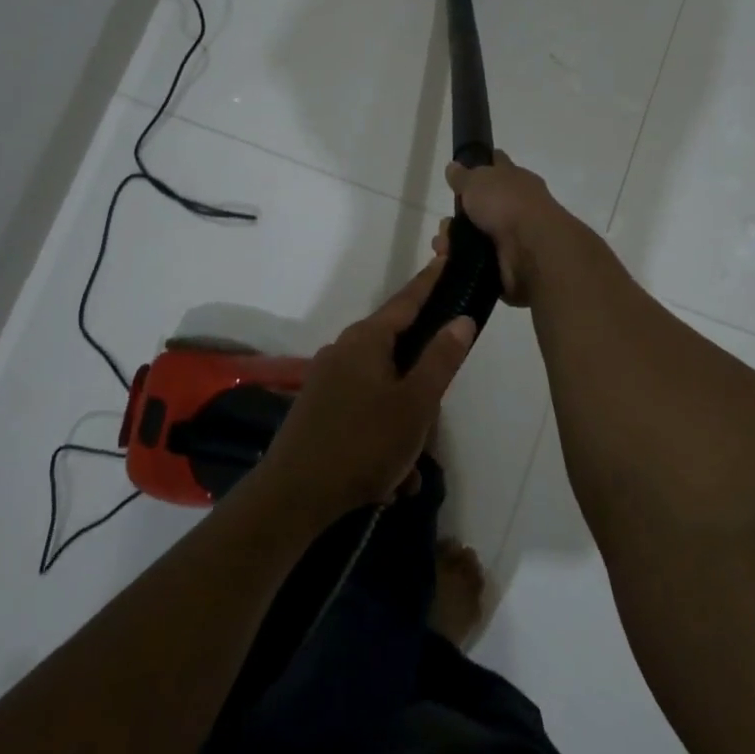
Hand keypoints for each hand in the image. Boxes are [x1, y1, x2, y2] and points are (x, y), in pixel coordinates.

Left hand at [258, 261, 476, 520]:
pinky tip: (388, 479)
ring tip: (407, 470)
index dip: (430, 281)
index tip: (447, 257)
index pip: (407, 300)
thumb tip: (461, 319)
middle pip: (398, 351)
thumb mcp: (415, 404)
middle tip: (432, 421)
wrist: (293, 496)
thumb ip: (440, 359)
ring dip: (403, 424)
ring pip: (384, 389)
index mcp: (366, 340)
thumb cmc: (363, 443)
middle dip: (422, 388)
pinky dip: (383, 437)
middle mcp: (344, 350)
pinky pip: (365, 411)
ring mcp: (328, 379)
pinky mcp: (320, 407)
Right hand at [432, 151, 565, 306]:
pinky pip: (477, 261)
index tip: (462, 170)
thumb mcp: (478, 180)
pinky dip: (460, 261)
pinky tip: (448, 261)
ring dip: (453, 241)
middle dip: (458, 216)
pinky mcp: (507, 264)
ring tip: (442, 247)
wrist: (531, 250)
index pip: (498, 165)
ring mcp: (513, 237)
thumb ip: (463, 176)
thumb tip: (453, 167)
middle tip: (445, 224)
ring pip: (475, 236)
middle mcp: (517, 206)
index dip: (481, 165)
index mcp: (516, 180)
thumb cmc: (506, 204)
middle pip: (481, 206)